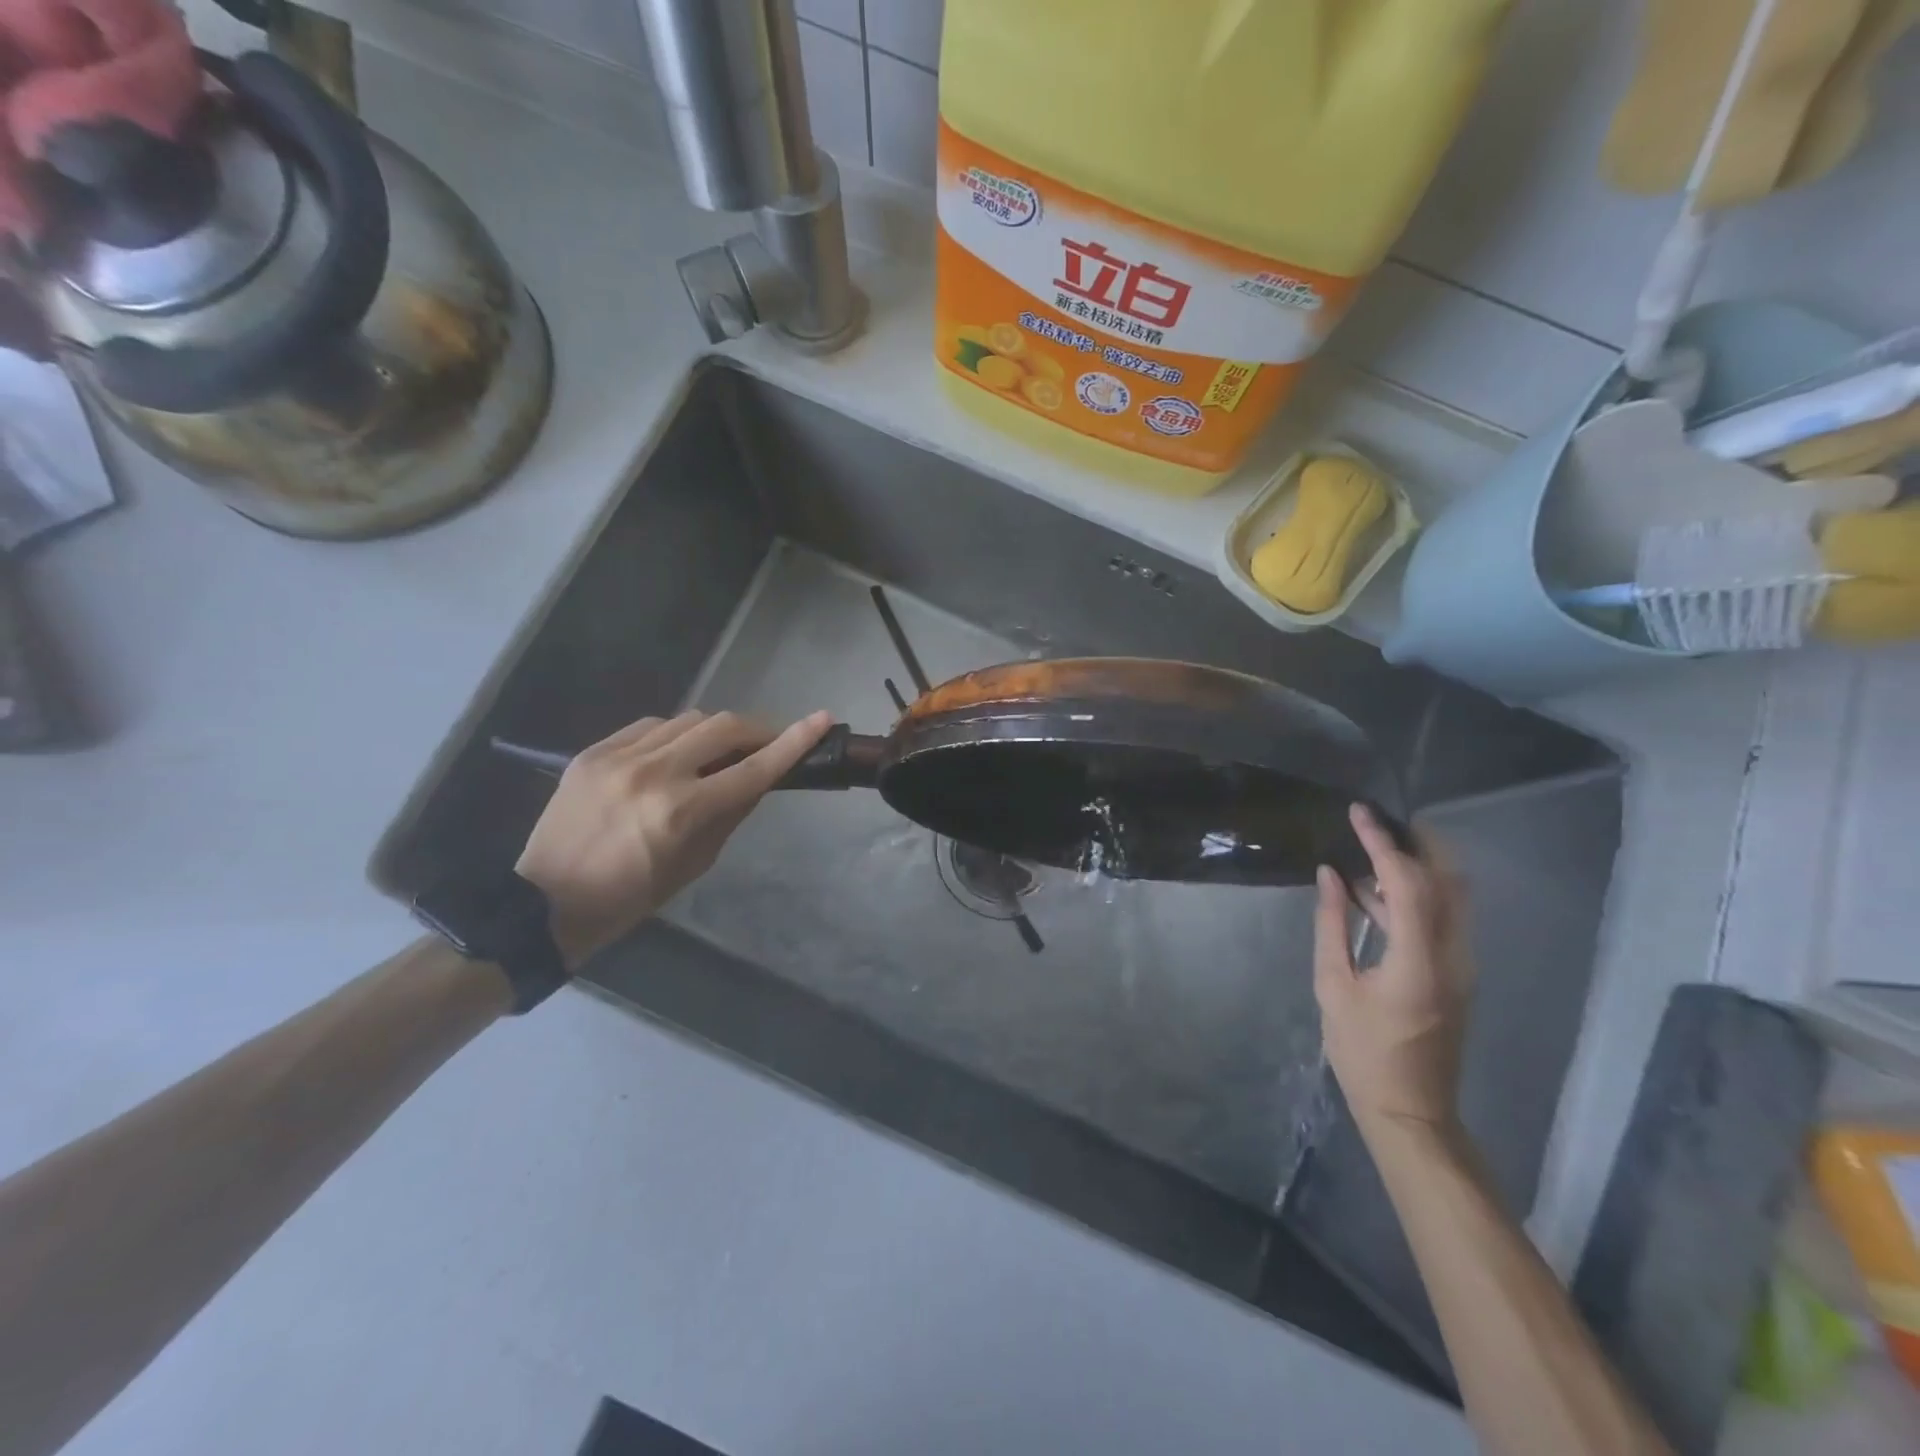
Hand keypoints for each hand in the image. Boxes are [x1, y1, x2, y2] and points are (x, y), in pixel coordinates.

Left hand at [516, 709, 832, 967]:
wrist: (543, 904)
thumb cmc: (630, 898)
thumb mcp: (694, 864)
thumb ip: (730, 814)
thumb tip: (757, 779)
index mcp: (681, 811)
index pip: (753, 768)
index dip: (793, 742)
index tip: (822, 720)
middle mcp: (653, 773)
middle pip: (723, 727)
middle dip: (756, 730)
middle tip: (769, 742)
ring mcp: (618, 757)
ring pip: (687, 720)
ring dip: (714, 732)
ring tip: (718, 753)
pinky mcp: (592, 752)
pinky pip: (649, 726)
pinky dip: (674, 735)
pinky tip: (674, 754)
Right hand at [1313, 804, 1474, 1136]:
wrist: (1411, 1110)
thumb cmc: (1363, 1052)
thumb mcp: (1332, 986)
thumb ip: (1331, 925)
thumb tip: (1328, 876)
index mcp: (1417, 959)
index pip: (1407, 882)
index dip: (1381, 843)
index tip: (1358, 813)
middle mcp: (1453, 955)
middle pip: (1448, 880)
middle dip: (1418, 842)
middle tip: (1379, 820)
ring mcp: (1463, 965)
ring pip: (1452, 897)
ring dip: (1418, 866)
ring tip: (1370, 850)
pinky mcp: (1459, 974)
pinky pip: (1445, 917)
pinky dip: (1417, 893)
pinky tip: (1375, 893)